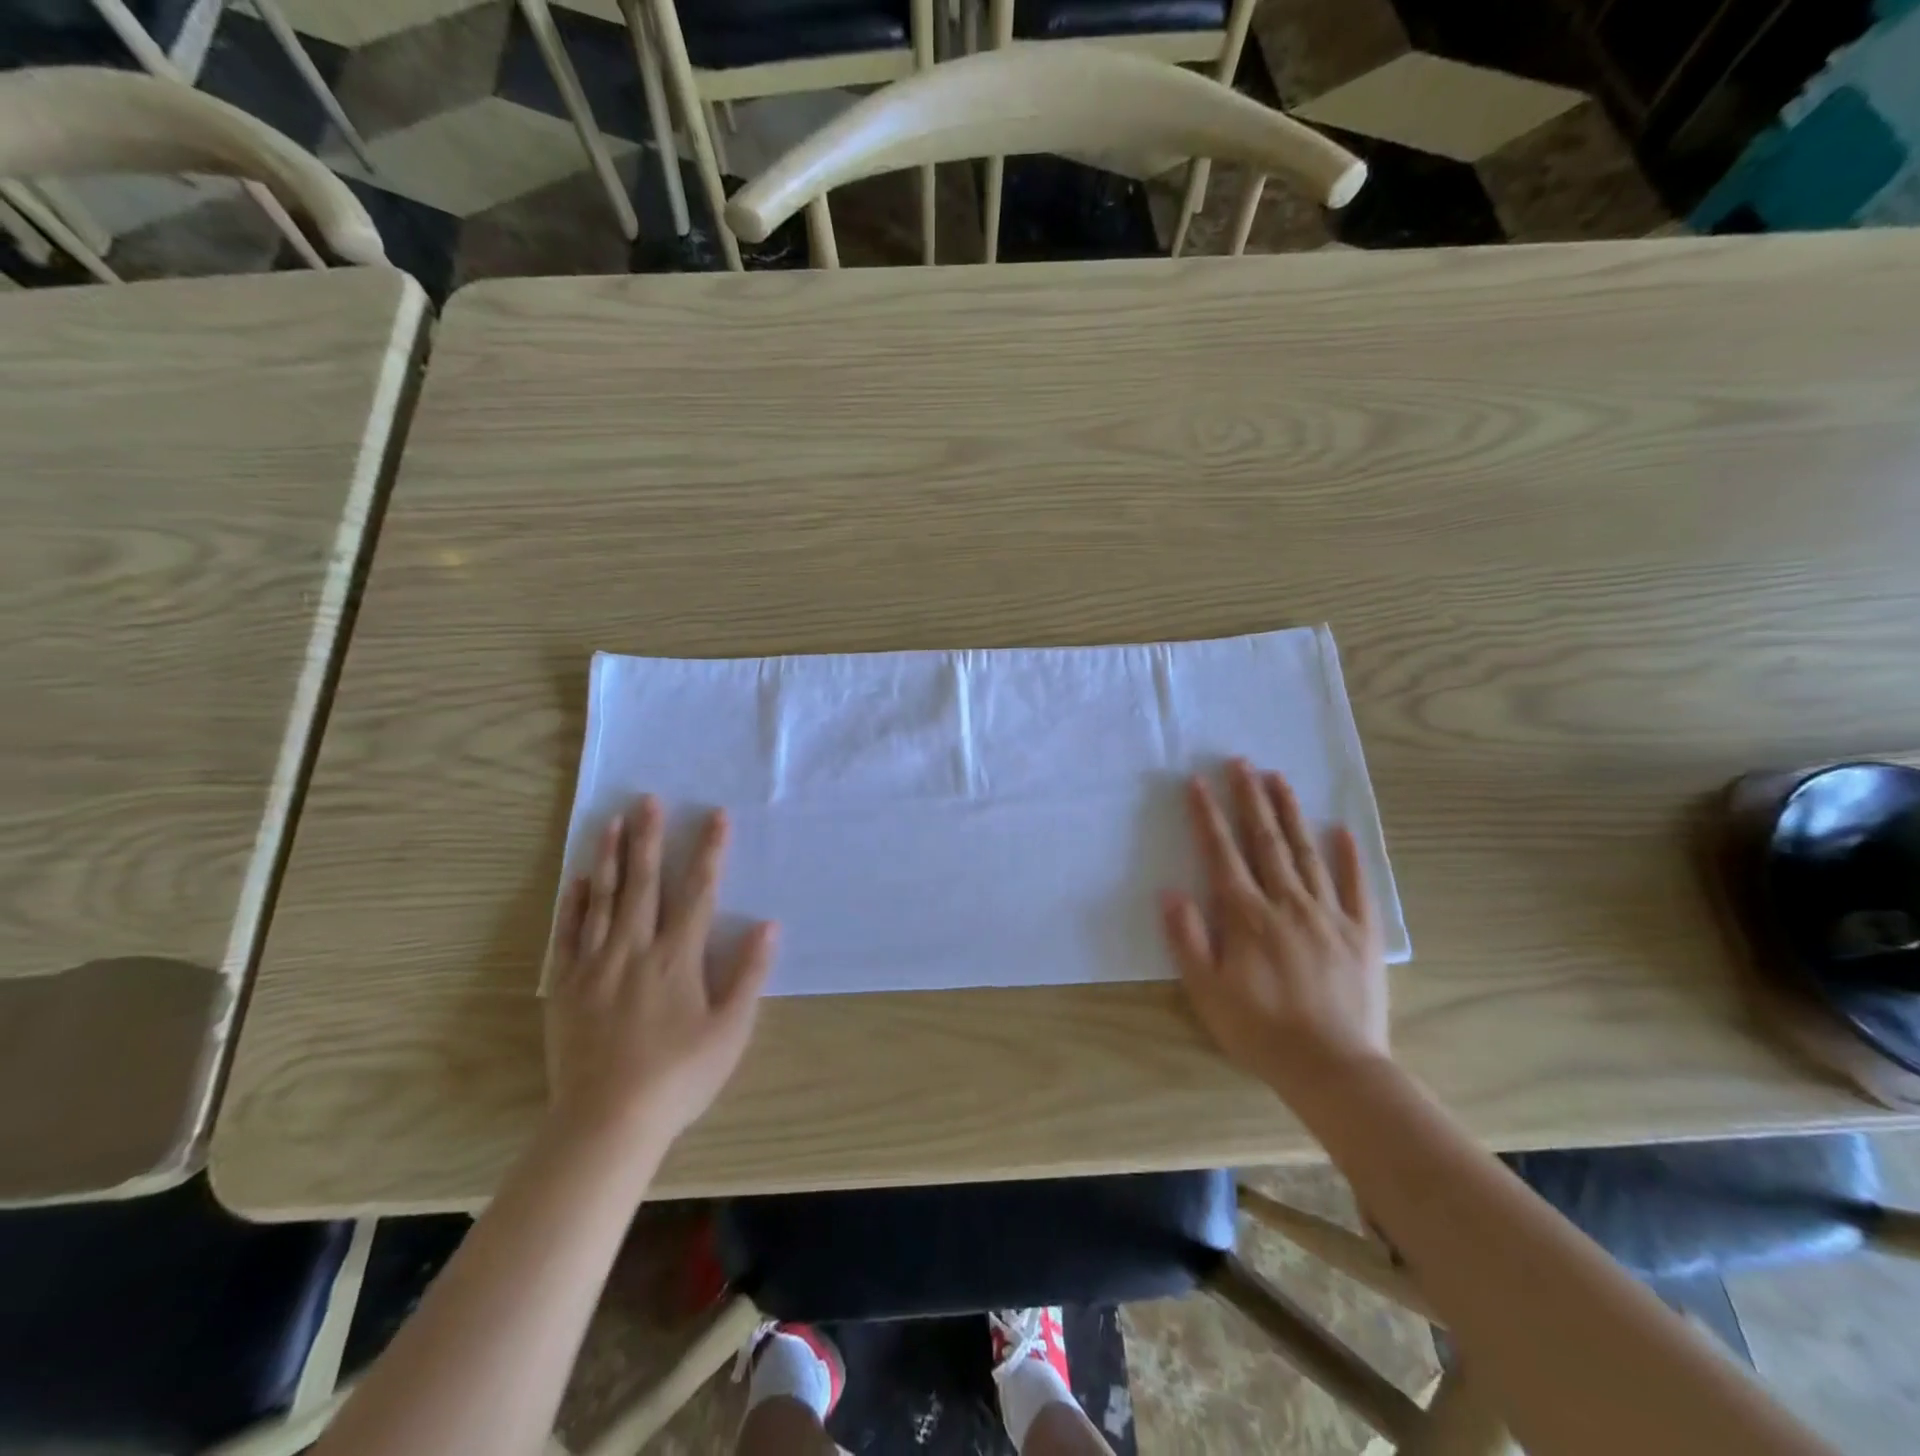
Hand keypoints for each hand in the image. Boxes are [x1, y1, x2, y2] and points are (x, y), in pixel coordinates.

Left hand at [545, 797, 776, 1155]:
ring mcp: (595, 966)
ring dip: (609, 858)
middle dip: (648, 838)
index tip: (714, 815)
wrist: (606, 1123)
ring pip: (603, 900)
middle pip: (644, 883)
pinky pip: (568, 935)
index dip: (708, 851)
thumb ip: (749, 974)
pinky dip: (574, 904)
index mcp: (677, 958)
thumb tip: (769, 924)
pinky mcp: (565, 987)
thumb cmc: (679, 1077)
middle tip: (646, 799)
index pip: (698, 892)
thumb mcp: (731, 1030)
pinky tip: (579, 880)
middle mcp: (635, 950)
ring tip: (611, 822)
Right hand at [1160, 759, 1387, 1097]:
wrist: (1334, 1068)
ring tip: (1279, 778)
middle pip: (1265, 841)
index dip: (1207, 816)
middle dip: (1250, 798)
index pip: (1222, 854)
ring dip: (1291, 812)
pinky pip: (1356, 886)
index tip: (1198, 783)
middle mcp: (1287, 903)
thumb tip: (1170, 892)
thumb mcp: (1207, 991)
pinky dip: (1349, 856)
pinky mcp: (1361, 933)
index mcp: (1246, 916)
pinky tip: (1342, 830)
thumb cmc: (1260, 1030)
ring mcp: (1328, 914)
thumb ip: (1187, 938)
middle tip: (1242, 762)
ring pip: (1306, 852)